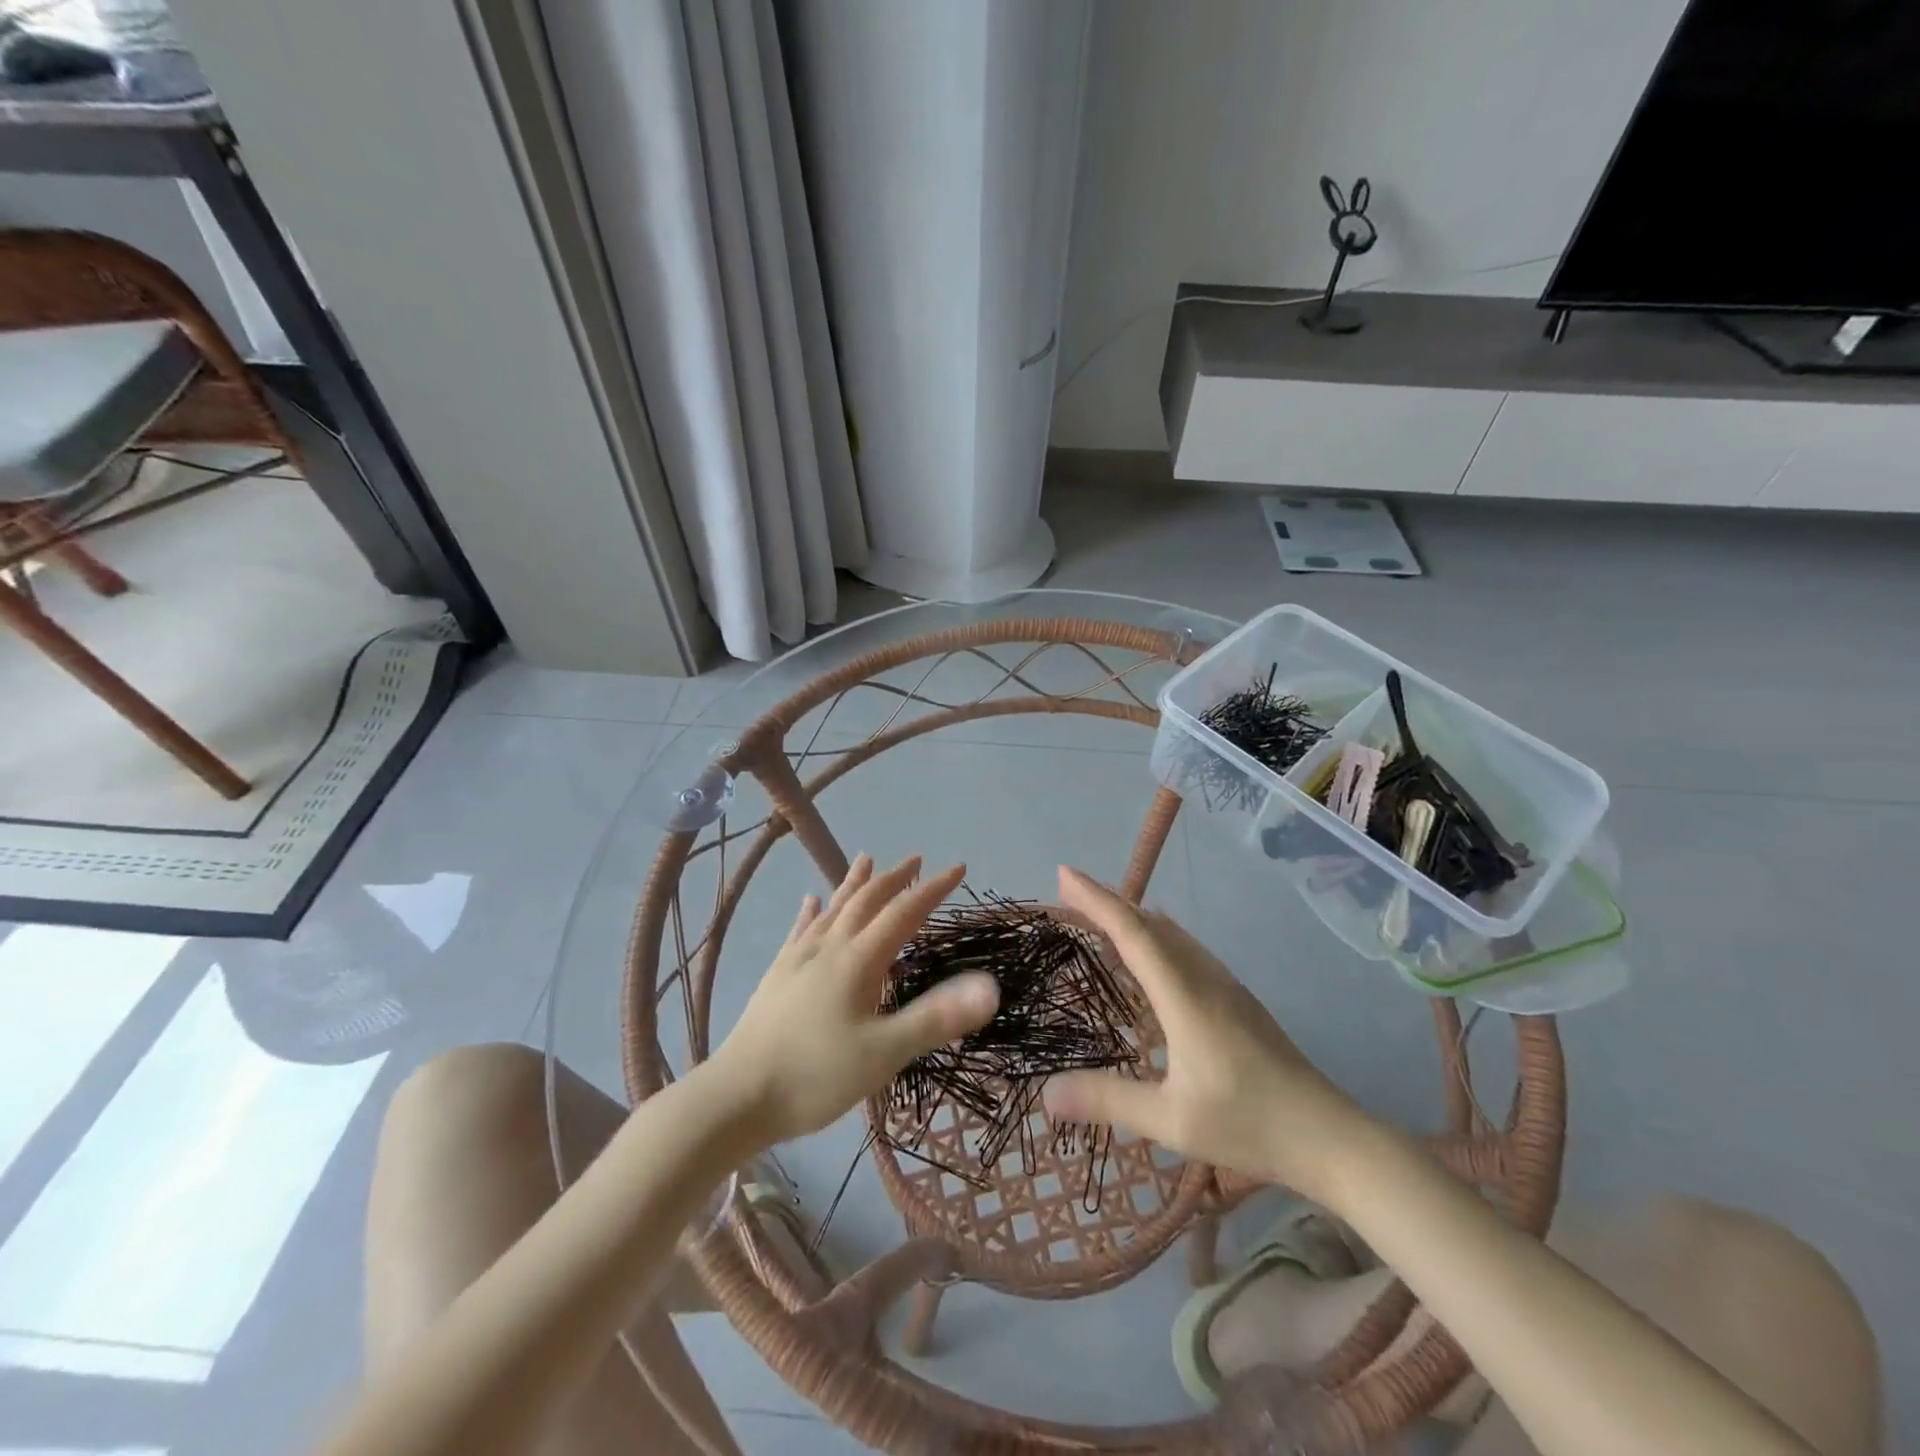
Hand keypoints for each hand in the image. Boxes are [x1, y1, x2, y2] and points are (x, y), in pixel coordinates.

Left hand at [711, 854, 998, 1145]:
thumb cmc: (814, 1077)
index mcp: (858, 961)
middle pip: (866, 901)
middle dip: (894, 879)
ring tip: (865, 859)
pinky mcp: (777, 976)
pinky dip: (811, 912)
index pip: (903, 913)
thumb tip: (990, 986)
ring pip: (832, 909)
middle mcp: (828, 948)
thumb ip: (936, 1018)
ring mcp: (798, 960)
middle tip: (916, 860)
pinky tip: (810, 902)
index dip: (932, 889)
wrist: (735, 1098)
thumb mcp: (884, 1053)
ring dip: (853, 884)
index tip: (958, 867)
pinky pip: (799, 931)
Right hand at [1041, 866, 1373, 1205]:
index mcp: (1184, 995)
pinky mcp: (1237, 1000)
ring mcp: (1225, 986)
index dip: (1096, 900)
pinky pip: (1186, 949)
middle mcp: (1204, 977)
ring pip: (1171, 934)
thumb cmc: (1249, 1124)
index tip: (1064, 874)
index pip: (1132, 933)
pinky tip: (1152, 956)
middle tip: (1069, 894)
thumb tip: (1046, 1093)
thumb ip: (1108, 1101)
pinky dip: (1155, 937)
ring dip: (1133, 918)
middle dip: (1108, 902)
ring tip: (1101, 917)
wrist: (1331, 1136)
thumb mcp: (1171, 1120)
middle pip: (1150, 924)